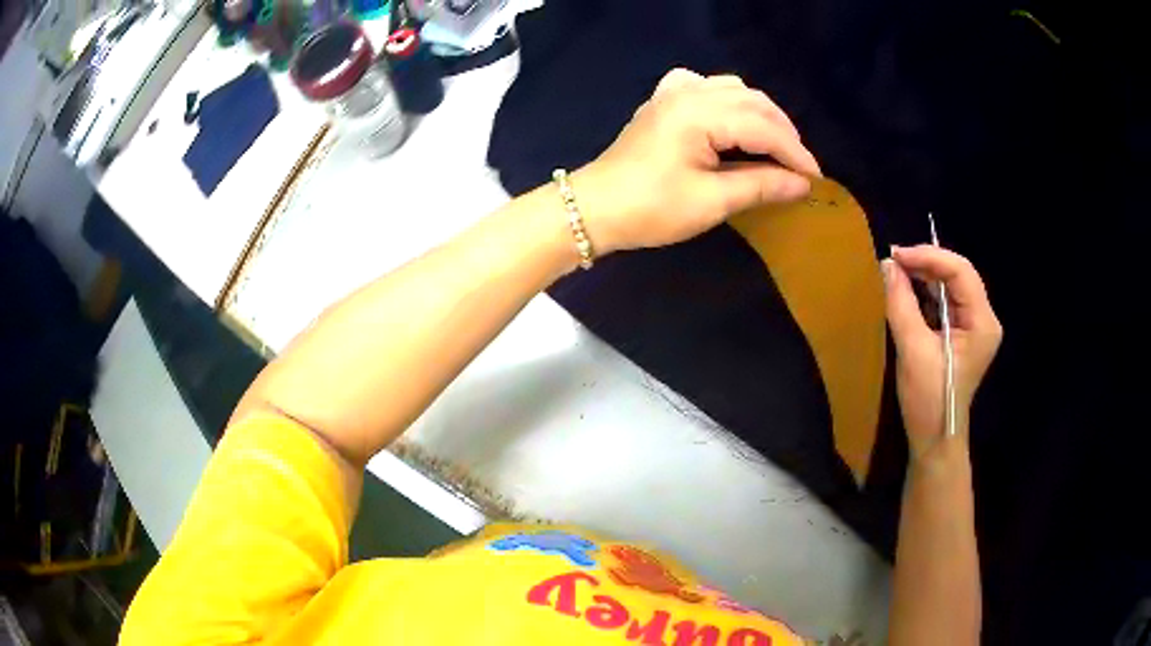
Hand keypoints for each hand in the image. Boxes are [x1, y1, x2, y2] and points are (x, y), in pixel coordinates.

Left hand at [571, 68, 821, 253]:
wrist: (595, 208)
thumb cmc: (651, 208)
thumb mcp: (711, 201)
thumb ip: (761, 185)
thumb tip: (802, 184)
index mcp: (700, 114)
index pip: (763, 128)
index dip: (795, 153)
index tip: (816, 179)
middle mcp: (689, 92)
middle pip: (753, 102)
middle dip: (783, 132)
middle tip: (799, 167)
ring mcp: (673, 92)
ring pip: (733, 90)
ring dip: (760, 115)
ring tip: (775, 146)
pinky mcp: (663, 101)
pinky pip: (705, 87)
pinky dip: (729, 101)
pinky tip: (731, 119)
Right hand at [882, 245, 1002, 460]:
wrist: (935, 440)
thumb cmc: (929, 400)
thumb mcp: (913, 351)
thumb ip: (902, 304)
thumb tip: (887, 265)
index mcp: (982, 322)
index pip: (960, 271)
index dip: (929, 257)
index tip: (896, 255)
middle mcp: (984, 318)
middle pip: (958, 274)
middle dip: (926, 263)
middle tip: (893, 261)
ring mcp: (975, 326)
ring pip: (951, 285)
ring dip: (924, 276)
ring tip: (896, 272)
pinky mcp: (963, 333)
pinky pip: (946, 301)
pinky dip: (926, 293)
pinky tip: (907, 291)